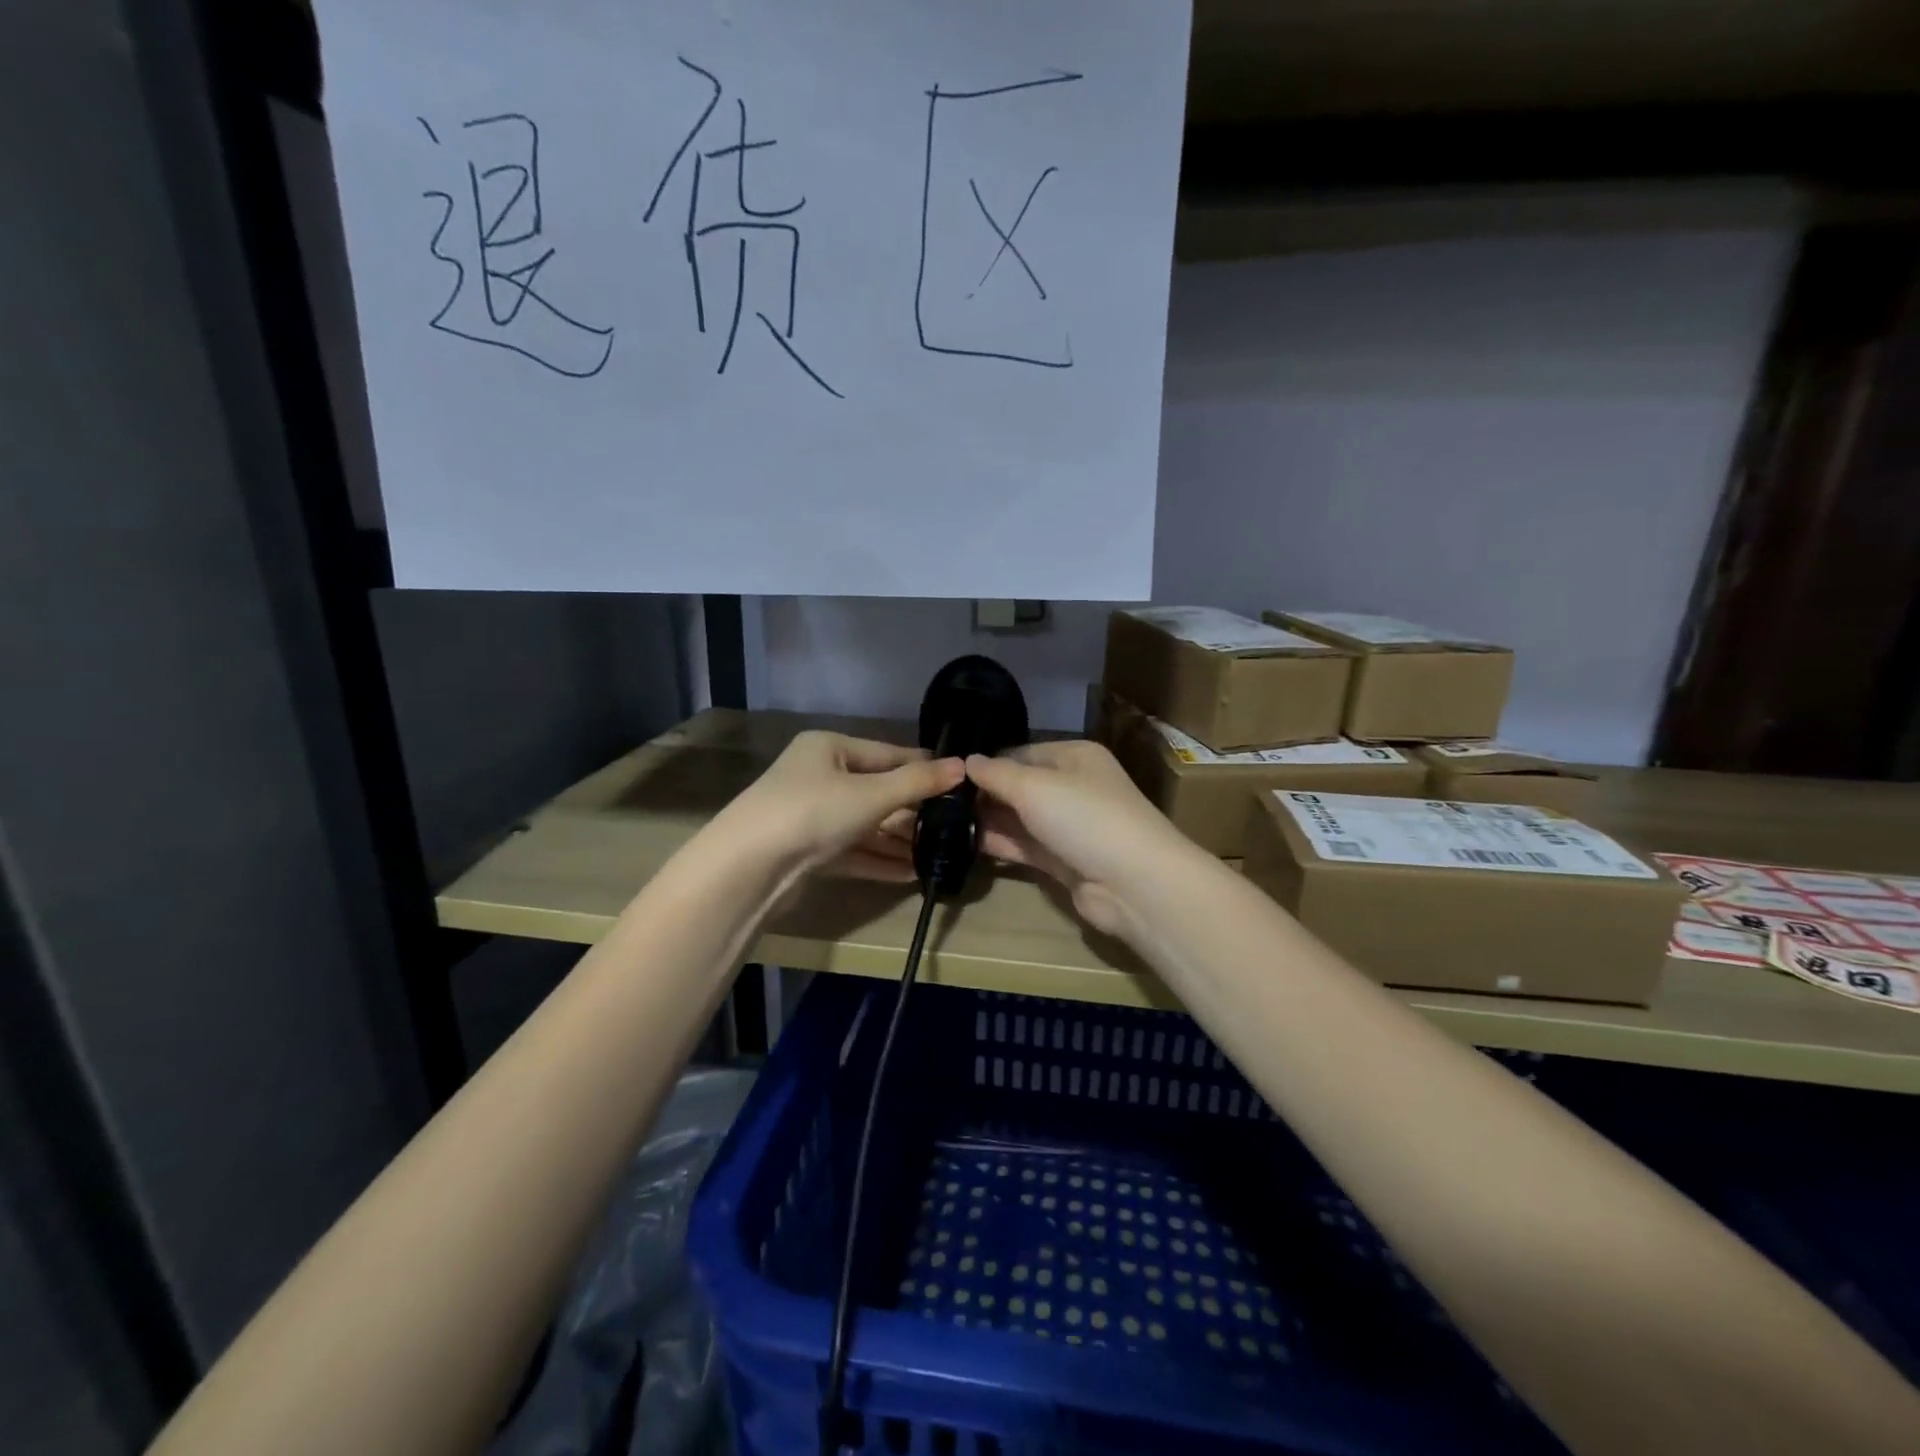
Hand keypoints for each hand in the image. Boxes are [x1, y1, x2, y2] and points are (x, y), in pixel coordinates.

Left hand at [715, 731, 963, 884]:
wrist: (748, 868)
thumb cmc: (812, 812)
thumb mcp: (871, 794)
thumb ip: (917, 782)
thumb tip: (963, 766)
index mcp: (829, 748)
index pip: (887, 753)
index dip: (923, 767)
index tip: (959, 781)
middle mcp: (818, 776)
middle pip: (877, 790)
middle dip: (913, 810)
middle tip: (954, 824)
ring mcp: (811, 816)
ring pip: (865, 825)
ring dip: (898, 841)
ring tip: (938, 853)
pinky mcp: (808, 851)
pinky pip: (853, 851)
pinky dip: (878, 860)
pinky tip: (910, 873)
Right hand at [964, 740, 1198, 939]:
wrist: (1133, 882)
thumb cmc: (1084, 817)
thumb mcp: (1033, 786)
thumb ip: (996, 774)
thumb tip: (967, 760)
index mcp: (1074, 757)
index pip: (1021, 753)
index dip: (987, 763)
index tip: (948, 774)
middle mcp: (1073, 787)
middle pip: (1019, 786)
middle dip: (984, 794)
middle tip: (940, 802)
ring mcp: (1069, 826)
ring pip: (1020, 818)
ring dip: (988, 821)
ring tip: (943, 823)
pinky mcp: (1064, 861)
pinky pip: (1025, 847)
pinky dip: (999, 845)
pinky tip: (964, 844)